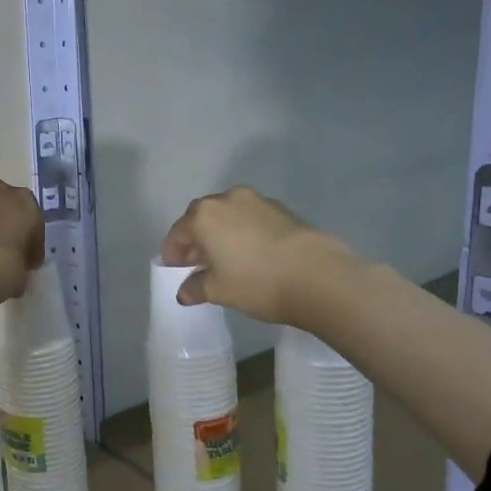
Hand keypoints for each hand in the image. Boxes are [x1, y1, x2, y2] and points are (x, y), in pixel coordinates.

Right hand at [160, 186, 351, 325]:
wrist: (318, 275)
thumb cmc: (257, 282)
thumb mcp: (219, 291)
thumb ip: (196, 288)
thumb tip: (185, 291)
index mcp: (204, 216)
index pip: (178, 232)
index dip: (172, 253)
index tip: (174, 269)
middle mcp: (227, 199)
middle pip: (202, 218)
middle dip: (195, 239)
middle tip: (196, 263)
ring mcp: (257, 201)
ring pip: (228, 216)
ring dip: (220, 233)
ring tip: (225, 259)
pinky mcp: (282, 209)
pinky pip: (250, 218)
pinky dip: (243, 232)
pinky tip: (250, 253)